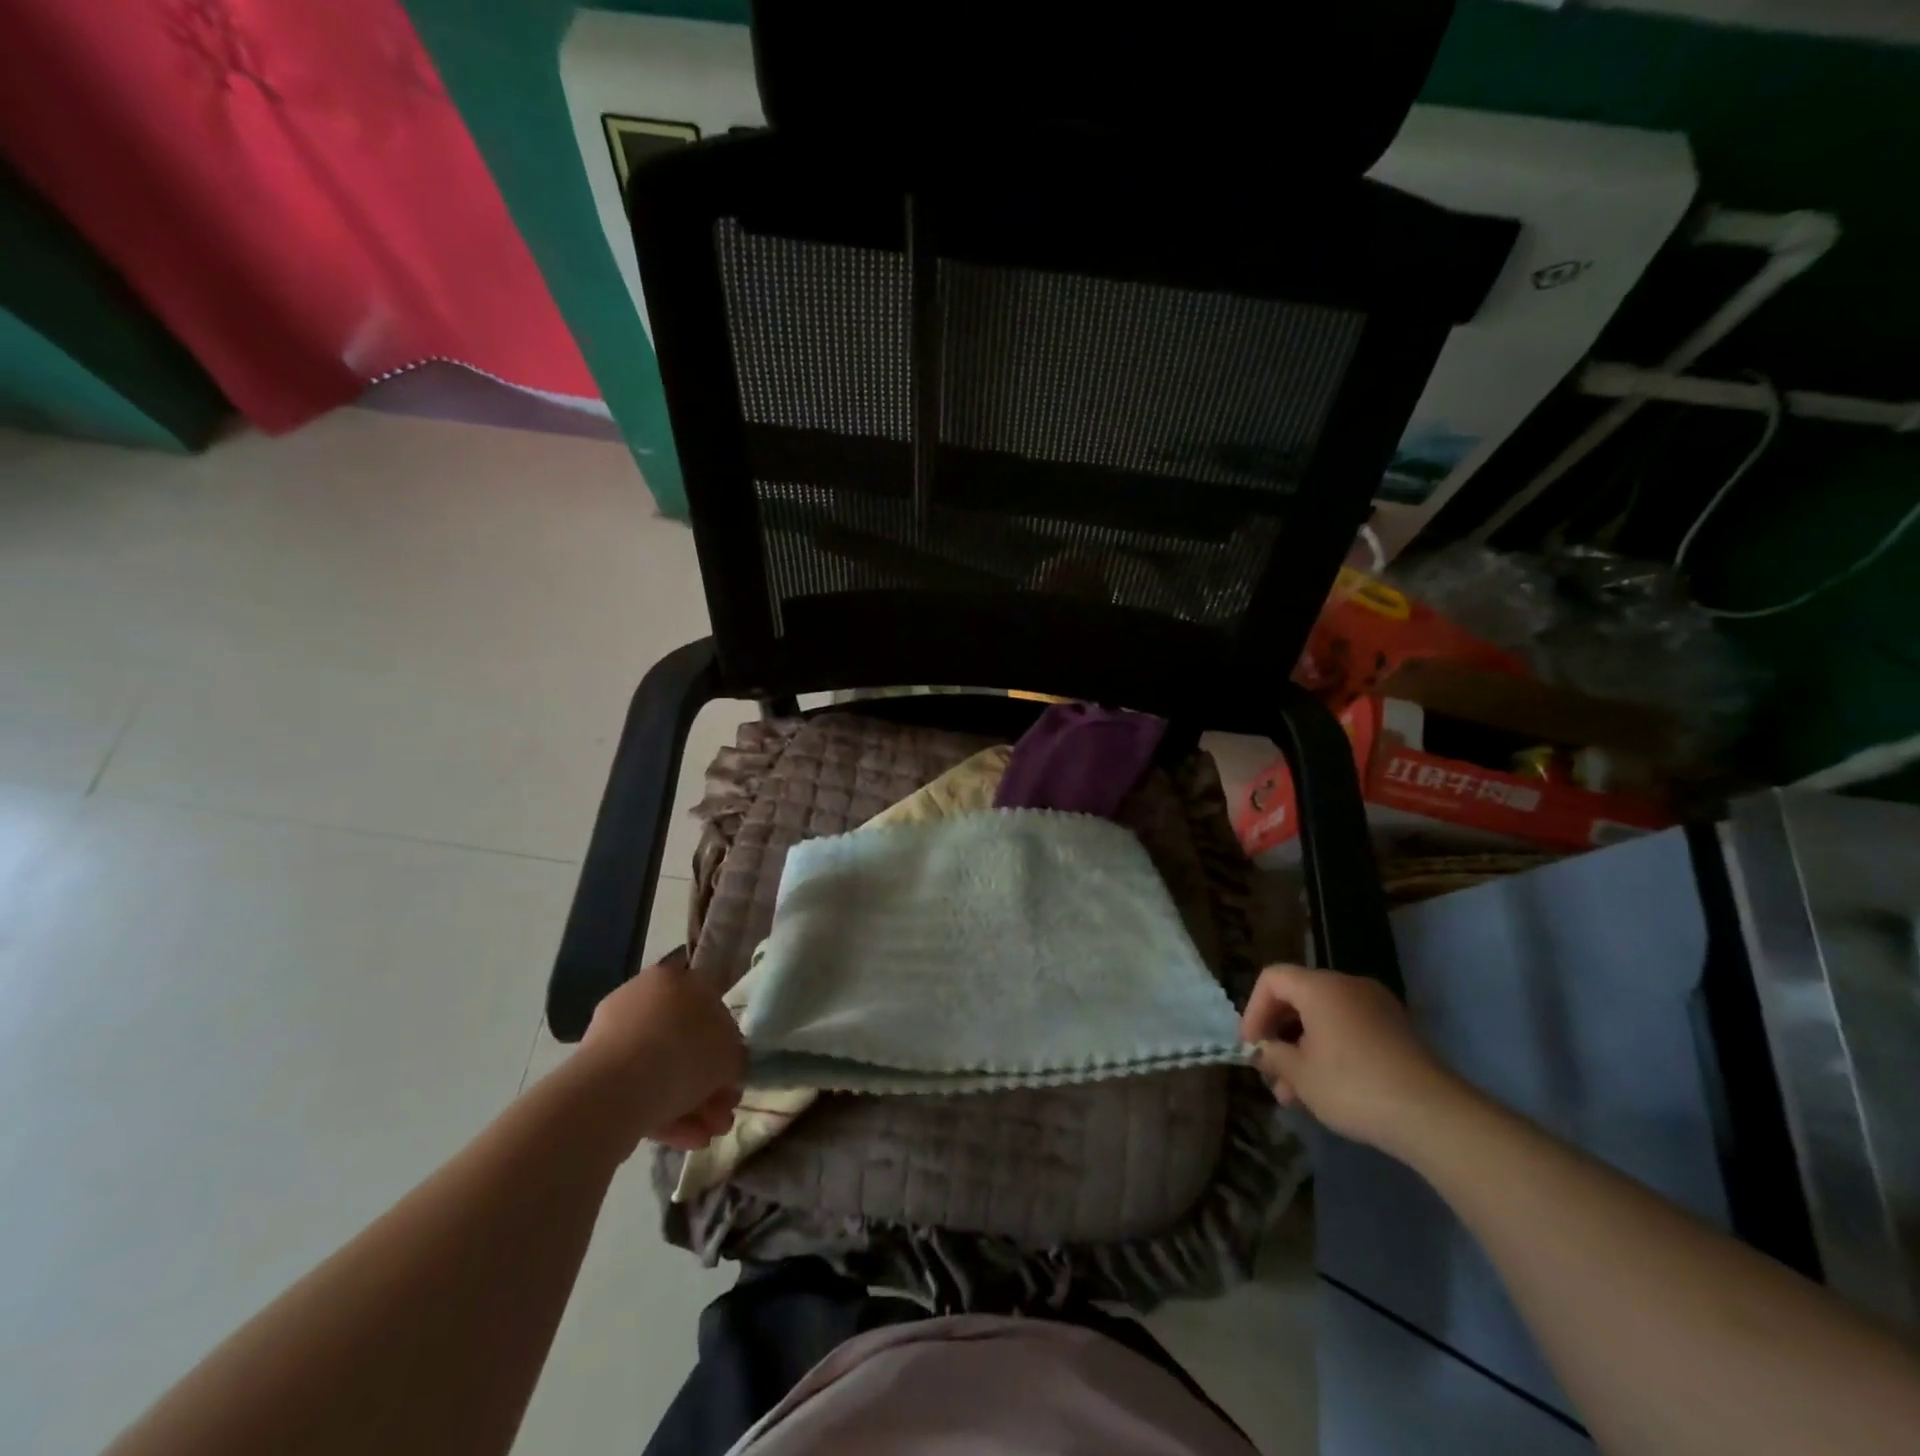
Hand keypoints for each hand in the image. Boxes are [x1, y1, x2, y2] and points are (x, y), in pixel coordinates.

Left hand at [576, 953, 744, 1155]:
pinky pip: (639, 1090)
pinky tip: (687, 1139)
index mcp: (673, 979)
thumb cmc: (684, 1054)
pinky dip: (664, 1113)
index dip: (727, 1043)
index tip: (734, 1075)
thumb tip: (728, 1068)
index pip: (709, 1006)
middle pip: (685, 1043)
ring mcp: (614, 1038)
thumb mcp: (730, 1054)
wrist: (615, 1091)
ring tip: (710, 1135)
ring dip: (692, 1103)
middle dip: (708, 1083)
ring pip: (663, 1070)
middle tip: (725, 1112)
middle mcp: (642, 999)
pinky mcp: (596, 1075)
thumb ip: (735, 1058)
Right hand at [1240, 964, 1468, 1155]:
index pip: (1272, 979)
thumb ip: (1273, 1055)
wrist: (1433, 1115)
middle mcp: (1348, 985)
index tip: (1252, 1046)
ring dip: (1304, 1050)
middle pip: (1299, 999)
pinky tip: (1328, 1090)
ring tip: (1296, 1095)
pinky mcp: (1398, 1031)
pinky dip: (1332, 1051)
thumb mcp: (1300, 1075)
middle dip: (1279, 1036)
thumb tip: (1265, 1050)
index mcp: (1320, 986)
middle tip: (1272, 1073)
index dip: (1253, 1010)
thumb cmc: (1353, 1086)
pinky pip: (1350, 1030)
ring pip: (1325, 1019)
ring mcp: (1378, 1007)